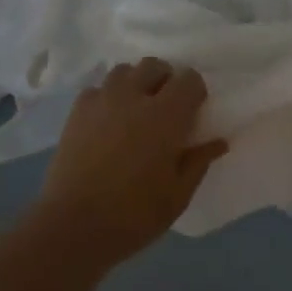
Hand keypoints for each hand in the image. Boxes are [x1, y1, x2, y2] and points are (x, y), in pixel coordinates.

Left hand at [37, 59, 228, 266]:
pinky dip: (108, 97)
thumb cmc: (134, 214)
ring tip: (136, 111)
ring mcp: (101, 100)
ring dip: (135, 83)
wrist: (73, 225)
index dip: (195, 91)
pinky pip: (97, 89)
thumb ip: (198, 162)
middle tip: (166, 109)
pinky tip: (108, 122)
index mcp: (166, 115)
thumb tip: (218, 142)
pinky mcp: (76, 111)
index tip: (194, 112)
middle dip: (165, 80)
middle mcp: (133, 97)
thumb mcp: (177, 195)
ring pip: (123, 71)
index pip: (189, 79)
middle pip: (154, 66)